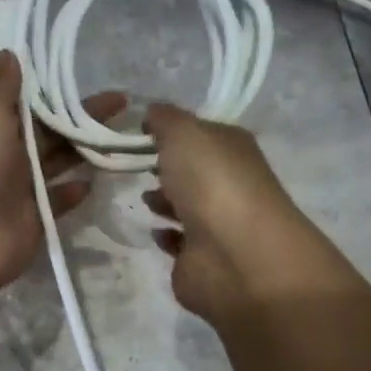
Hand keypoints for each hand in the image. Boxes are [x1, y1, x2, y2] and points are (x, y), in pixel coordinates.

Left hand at [0, 52, 125, 306]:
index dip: (53, 88)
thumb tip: (10, 54)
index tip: (85, 76)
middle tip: (122, 103)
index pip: (24, 100)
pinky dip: (73, 192)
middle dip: (80, 116)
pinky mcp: (32, 219)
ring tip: (121, 136)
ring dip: (84, 150)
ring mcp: (16, 188)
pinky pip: (57, 201)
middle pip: (47, 130)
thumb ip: (2, 85)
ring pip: (56, 162)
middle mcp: (0, 152)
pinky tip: (94, 181)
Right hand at [143, 102, 360, 324]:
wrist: (234, 254)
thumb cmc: (212, 182)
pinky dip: (166, 235)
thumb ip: (165, 119)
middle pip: (194, 170)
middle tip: (136, 165)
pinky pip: (180, 241)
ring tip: (142, 198)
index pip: (201, 132)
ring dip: (165, 200)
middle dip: (167, 167)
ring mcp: (218, 223)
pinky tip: (154, 231)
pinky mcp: (202, 257)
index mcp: (232, 148)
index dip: (173, 130)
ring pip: (186, 206)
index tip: (139, 132)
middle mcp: (229, 183)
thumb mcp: (184, 133)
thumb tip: (152, 113)